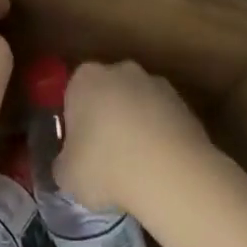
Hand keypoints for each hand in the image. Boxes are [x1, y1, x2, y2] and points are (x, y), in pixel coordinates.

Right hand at [56, 61, 215, 218]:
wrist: (170, 173)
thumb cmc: (106, 167)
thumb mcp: (68, 176)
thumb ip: (63, 165)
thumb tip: (68, 166)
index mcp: (84, 78)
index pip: (73, 96)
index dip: (75, 126)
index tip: (81, 154)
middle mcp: (119, 70)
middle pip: (107, 95)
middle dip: (107, 122)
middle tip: (107, 161)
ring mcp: (154, 83)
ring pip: (138, 106)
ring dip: (137, 129)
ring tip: (139, 171)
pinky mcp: (183, 103)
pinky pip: (164, 120)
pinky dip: (161, 139)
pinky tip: (161, 170)